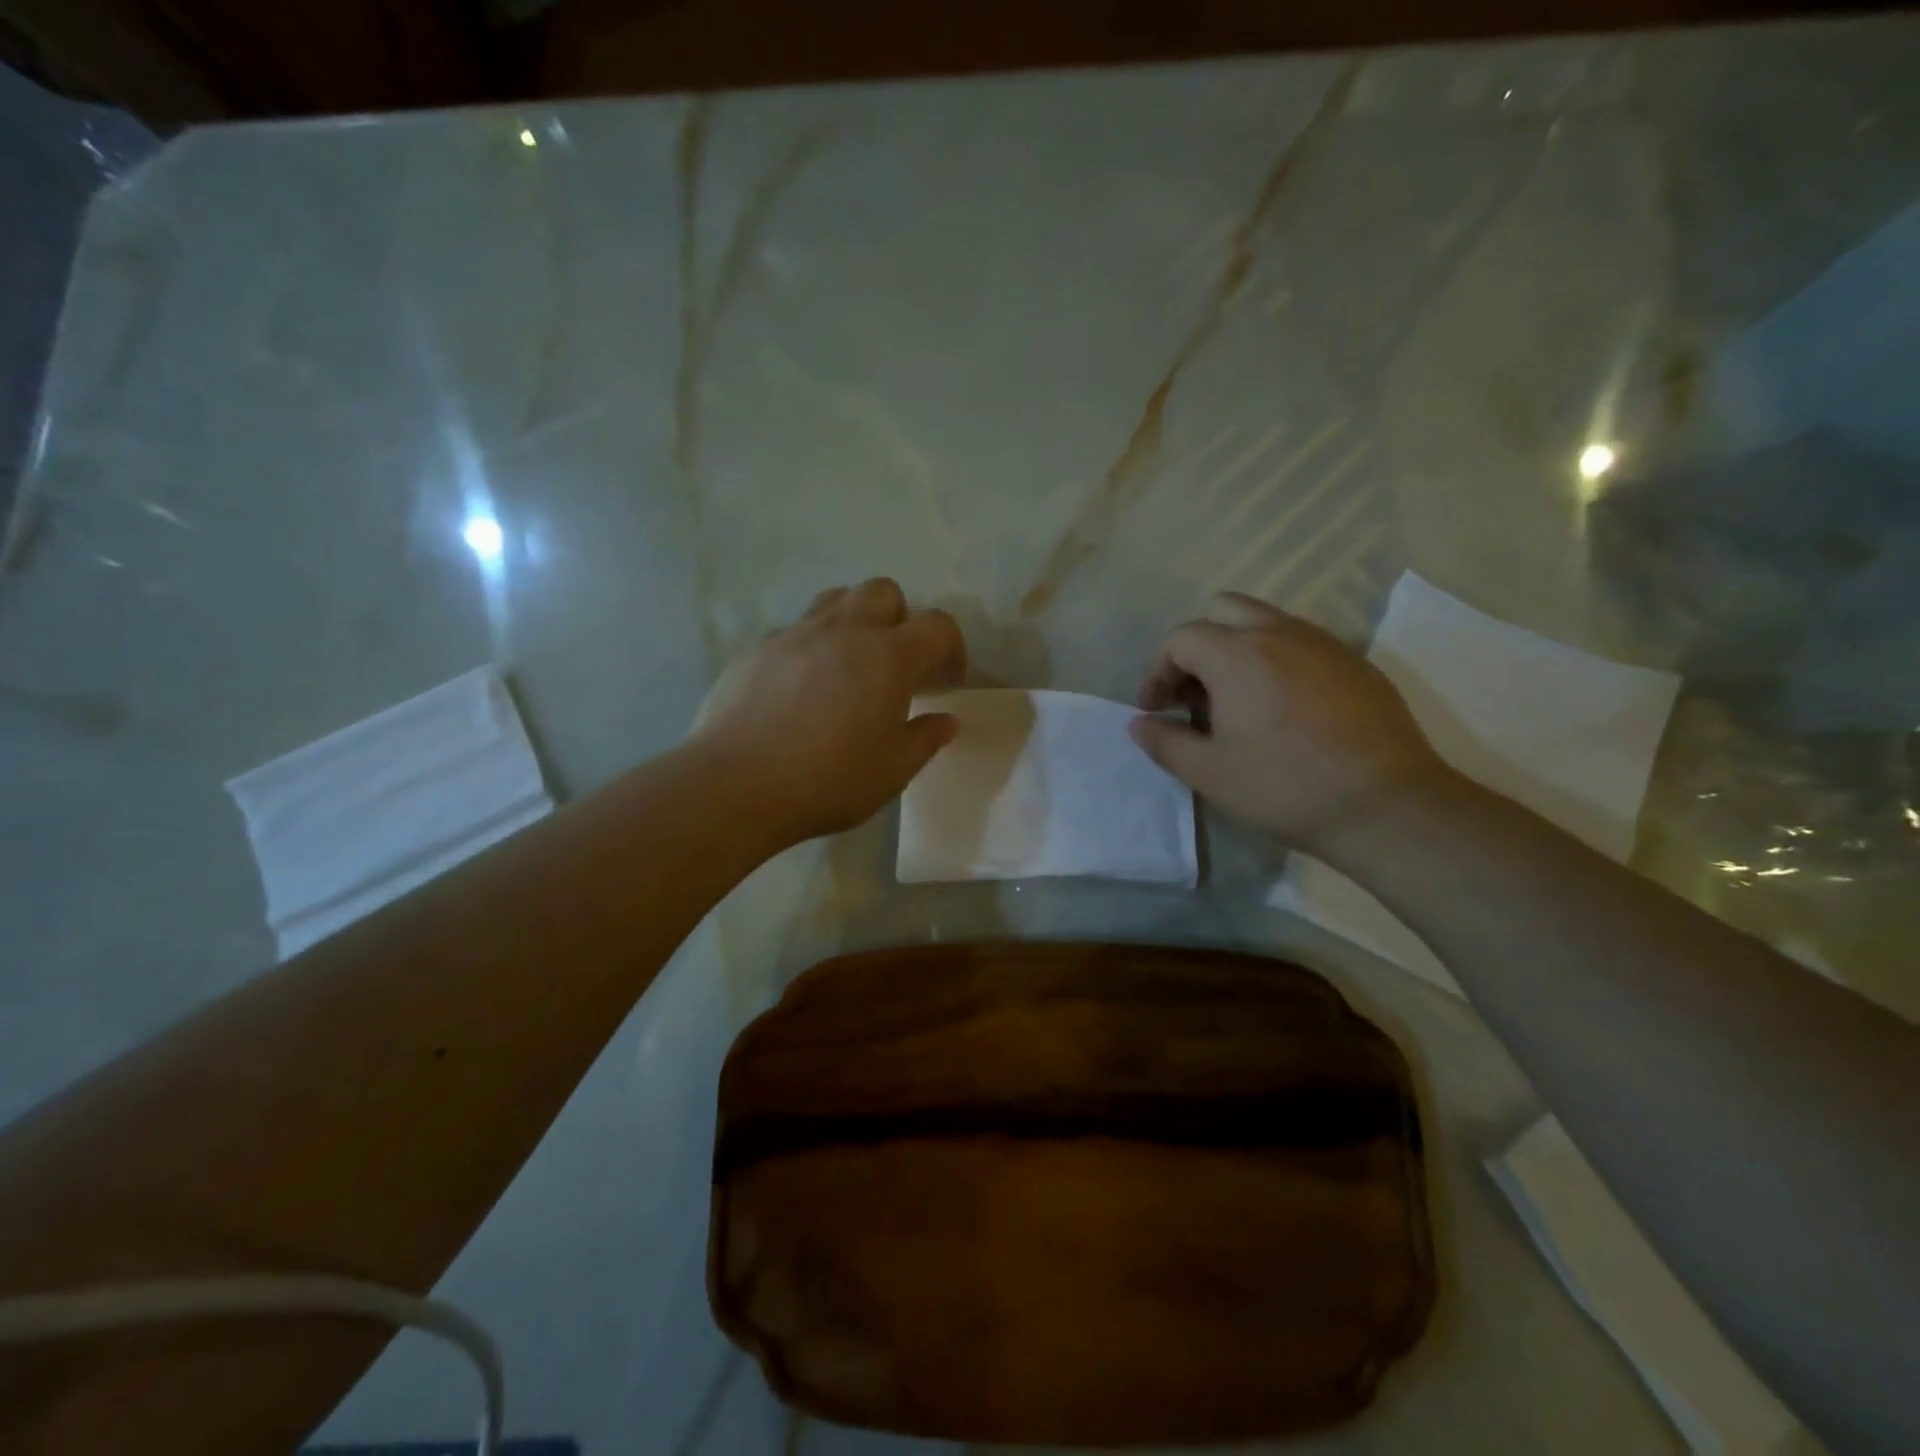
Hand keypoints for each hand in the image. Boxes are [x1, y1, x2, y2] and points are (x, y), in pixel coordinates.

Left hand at [689, 578, 966, 845]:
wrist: (737, 784)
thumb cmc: (830, 779)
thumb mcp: (893, 770)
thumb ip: (925, 739)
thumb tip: (946, 720)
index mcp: (888, 655)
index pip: (938, 625)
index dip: (951, 649)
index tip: (946, 682)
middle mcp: (844, 630)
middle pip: (883, 592)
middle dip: (899, 619)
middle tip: (894, 664)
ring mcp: (796, 634)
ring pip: (835, 600)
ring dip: (853, 622)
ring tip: (848, 666)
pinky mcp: (756, 649)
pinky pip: (794, 632)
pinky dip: (809, 649)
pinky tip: (799, 691)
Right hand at [1129, 592, 1447, 855]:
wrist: (1387, 806)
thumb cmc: (1285, 787)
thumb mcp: (1209, 773)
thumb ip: (1164, 742)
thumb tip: (1140, 723)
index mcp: (1237, 654)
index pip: (1181, 638)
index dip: (1158, 672)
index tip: (1156, 710)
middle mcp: (1280, 633)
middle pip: (1223, 610)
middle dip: (1198, 646)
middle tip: (1195, 694)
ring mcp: (1324, 644)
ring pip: (1266, 622)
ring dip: (1238, 650)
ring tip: (1237, 703)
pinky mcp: (1356, 663)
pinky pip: (1302, 644)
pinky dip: (1277, 662)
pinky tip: (1284, 711)